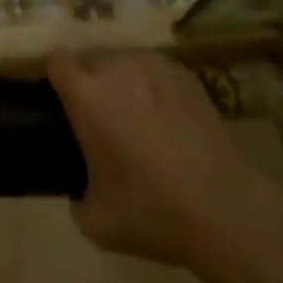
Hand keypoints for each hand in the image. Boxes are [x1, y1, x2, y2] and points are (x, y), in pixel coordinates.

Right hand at [49, 48, 282, 274]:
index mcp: (87, 94)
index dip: (57, 79)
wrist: (226, 209)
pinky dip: (153, 88)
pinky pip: (154, 70)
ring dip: (122, 83)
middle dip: (91, 84)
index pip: (56, 60)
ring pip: (123, 62)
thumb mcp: (98, 222)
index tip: (65, 105)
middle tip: (104, 123)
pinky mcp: (183, 73)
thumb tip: (78, 188)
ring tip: (139, 122)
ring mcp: (152, 65)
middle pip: (90, 60)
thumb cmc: (154, 212)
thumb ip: (76, 197)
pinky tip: (170, 123)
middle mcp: (115, 67)